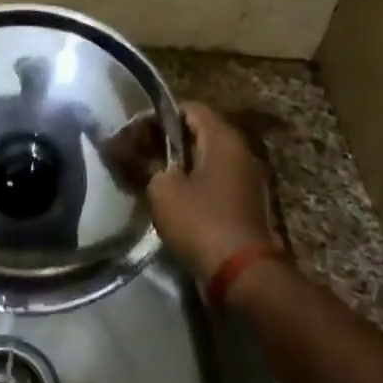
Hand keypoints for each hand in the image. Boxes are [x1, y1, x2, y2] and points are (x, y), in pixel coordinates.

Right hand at [146, 102, 278, 280]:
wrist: (243, 273)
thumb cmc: (201, 221)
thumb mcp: (162, 189)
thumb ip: (146, 165)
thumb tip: (134, 155)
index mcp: (223, 139)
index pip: (189, 109)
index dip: (158, 117)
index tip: (134, 134)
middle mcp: (241, 152)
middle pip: (199, 133)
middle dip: (166, 141)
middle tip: (137, 156)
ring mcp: (248, 180)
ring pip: (206, 159)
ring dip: (178, 165)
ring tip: (149, 178)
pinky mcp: (246, 205)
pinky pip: (215, 182)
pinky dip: (193, 184)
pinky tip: (171, 200)